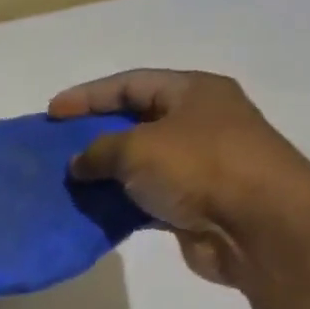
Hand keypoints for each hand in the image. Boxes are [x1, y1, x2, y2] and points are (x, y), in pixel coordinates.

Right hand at [49, 69, 309, 286]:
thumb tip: (78, 164)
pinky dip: (119, 205)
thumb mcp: (139, 148)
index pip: (131, 83)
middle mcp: (197, 123)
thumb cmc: (200, 168)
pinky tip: (93, 212)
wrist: (256, 225)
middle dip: (95, 135)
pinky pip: (145, 199)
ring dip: (105, 175)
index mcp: (192, 92)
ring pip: (139, 164)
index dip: (89, 95)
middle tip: (57, 149)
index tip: (52, 113)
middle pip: (135, 122)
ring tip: (68, 184)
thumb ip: (100, 151)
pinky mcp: (191, 205)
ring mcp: (196, 166)